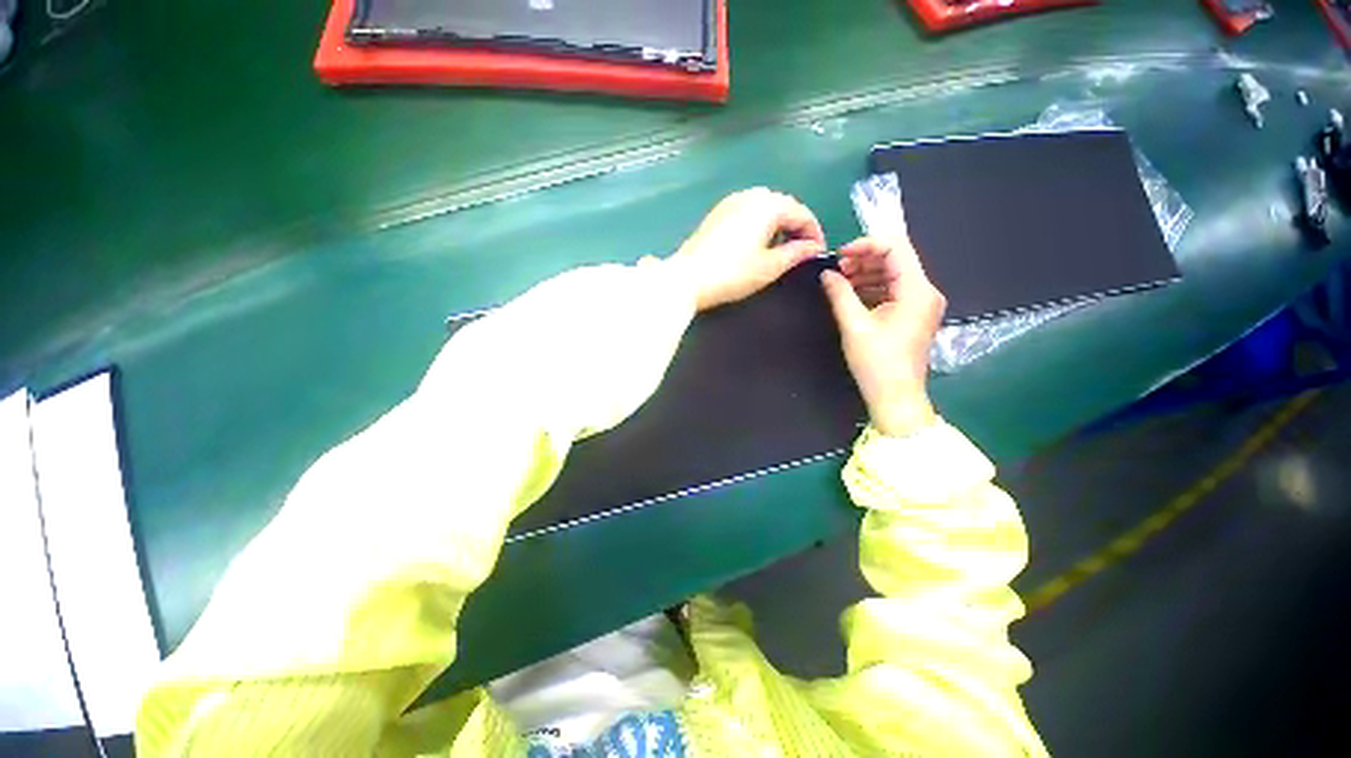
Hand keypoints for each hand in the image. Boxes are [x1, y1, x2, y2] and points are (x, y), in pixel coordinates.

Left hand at [669, 188, 825, 311]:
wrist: (688, 278)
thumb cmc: (733, 273)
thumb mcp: (770, 266)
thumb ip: (796, 254)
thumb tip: (813, 248)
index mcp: (768, 204)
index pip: (802, 213)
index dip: (814, 233)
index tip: (818, 253)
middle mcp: (751, 195)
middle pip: (784, 206)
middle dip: (796, 227)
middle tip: (802, 251)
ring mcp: (731, 202)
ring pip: (765, 208)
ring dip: (778, 225)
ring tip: (781, 249)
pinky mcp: (717, 213)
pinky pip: (748, 213)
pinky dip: (760, 225)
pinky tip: (758, 244)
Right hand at [821, 235, 945, 436]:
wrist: (895, 396)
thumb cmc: (876, 363)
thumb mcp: (854, 326)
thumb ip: (840, 294)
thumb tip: (826, 274)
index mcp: (917, 290)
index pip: (896, 248)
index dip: (866, 245)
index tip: (839, 255)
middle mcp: (926, 291)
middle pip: (897, 259)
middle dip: (864, 259)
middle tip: (836, 269)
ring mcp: (922, 303)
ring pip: (894, 274)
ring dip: (867, 273)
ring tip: (839, 281)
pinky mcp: (914, 314)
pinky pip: (894, 290)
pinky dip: (872, 287)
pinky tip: (851, 293)